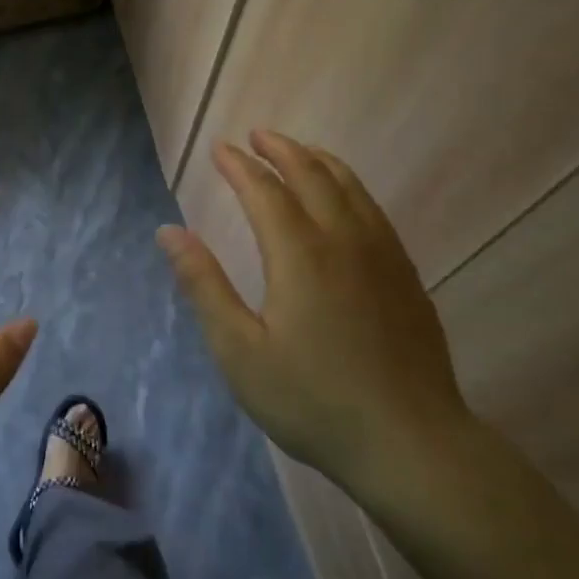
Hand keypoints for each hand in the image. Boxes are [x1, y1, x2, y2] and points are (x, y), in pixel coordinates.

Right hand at [157, 131, 468, 497]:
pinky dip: (349, 188)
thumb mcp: (239, 350)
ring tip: (297, 151)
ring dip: (318, 162)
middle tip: (256, 136)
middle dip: (281, 150)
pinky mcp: (406, 277)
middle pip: (313, 176)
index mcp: (300, 255)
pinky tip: (344, 201)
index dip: (239, 166)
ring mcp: (384, 256)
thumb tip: (169, 231)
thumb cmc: (311, 400)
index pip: (264, 192)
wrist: (409, 443)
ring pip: (351, 188)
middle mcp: (345, 241)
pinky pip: (374, 211)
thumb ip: (204, 285)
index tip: (219, 149)